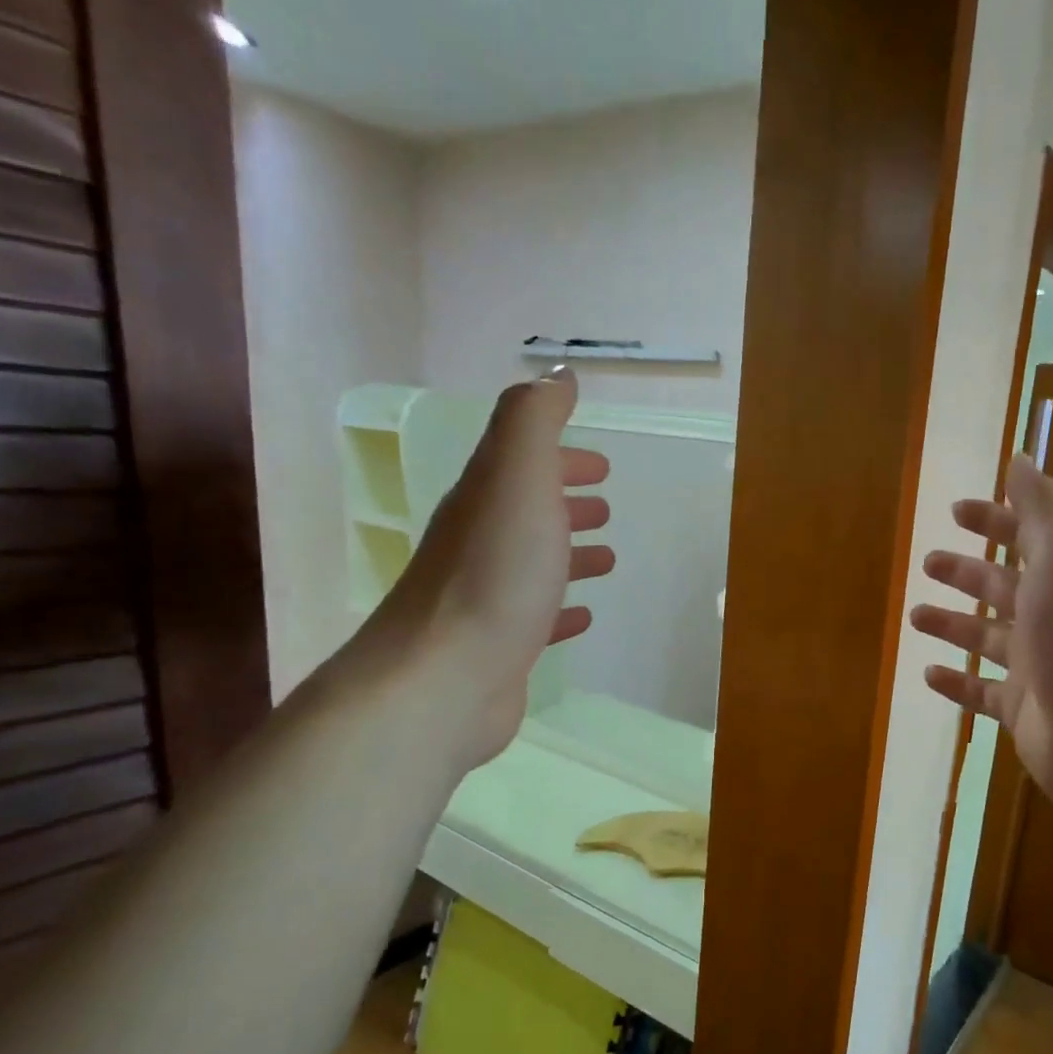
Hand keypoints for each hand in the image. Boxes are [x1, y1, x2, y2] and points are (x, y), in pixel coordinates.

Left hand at [358, 367, 613, 771]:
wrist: (445, 677)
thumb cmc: (495, 574)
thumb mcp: (518, 478)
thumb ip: (535, 422)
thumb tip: (557, 376)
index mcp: (487, 497)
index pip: (523, 461)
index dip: (560, 456)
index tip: (600, 464)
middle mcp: (481, 541)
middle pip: (527, 510)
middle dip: (566, 500)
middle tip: (605, 505)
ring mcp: (487, 596)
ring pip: (534, 562)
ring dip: (569, 552)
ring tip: (607, 556)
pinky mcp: (499, 644)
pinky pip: (538, 616)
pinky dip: (562, 608)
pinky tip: (582, 615)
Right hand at [910, 454, 1052, 821]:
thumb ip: (1043, 508)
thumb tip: (1021, 459)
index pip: (1029, 537)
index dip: (995, 519)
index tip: (956, 510)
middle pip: (1004, 587)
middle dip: (967, 572)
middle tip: (928, 562)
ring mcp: (1040, 668)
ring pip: (987, 639)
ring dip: (954, 623)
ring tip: (915, 616)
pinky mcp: (1024, 711)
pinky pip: (981, 692)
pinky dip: (955, 682)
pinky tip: (928, 674)